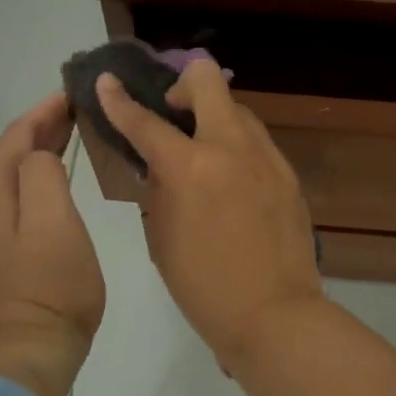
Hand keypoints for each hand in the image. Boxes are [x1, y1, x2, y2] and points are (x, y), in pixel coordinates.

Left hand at [0, 92, 104, 395]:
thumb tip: (39, 157)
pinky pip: (3, 203)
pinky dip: (25, 184)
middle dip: (38, 131)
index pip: (15, 137)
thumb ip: (42, 174)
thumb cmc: (52, 285)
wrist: (28, 353)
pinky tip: (44, 184)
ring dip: (32, 156)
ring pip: (3, 179)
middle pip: (6, 156)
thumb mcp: (56, 220)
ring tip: (65, 141)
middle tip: (74, 114)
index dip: (44, 113)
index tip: (72, 95)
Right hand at [95, 59, 322, 369]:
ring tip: (203, 151)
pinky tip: (230, 179)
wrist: (275, 314)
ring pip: (237, 109)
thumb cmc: (204, 287)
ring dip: (213, 117)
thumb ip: (158, 190)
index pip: (145, 121)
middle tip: (171, 111)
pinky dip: (236, 146)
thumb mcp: (161, 237)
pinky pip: (257, 142)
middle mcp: (231, 148)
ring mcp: (266, 157)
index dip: (119, 100)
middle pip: (207, 81)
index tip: (106, 82)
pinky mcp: (288, 173)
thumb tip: (160, 165)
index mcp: (190, 167)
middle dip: (182, 85)